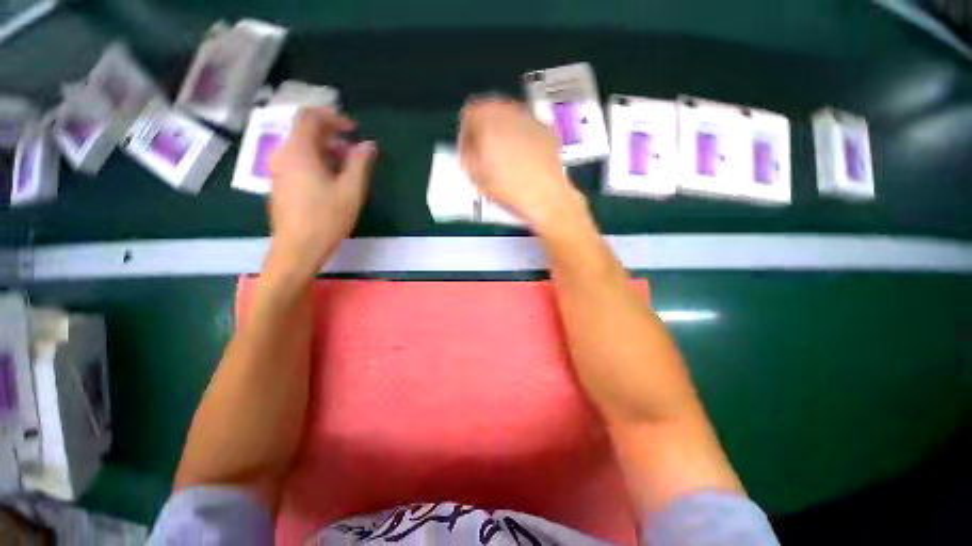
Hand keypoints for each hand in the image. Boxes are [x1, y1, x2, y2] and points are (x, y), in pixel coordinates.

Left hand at [267, 107, 375, 275]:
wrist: (298, 248)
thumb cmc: (327, 218)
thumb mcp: (351, 189)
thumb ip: (360, 162)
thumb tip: (368, 145)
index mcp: (298, 150)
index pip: (310, 116)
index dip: (333, 117)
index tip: (354, 130)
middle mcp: (283, 154)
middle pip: (305, 131)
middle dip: (332, 136)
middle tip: (354, 153)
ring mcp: (278, 169)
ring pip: (302, 147)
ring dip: (325, 150)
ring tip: (347, 168)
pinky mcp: (279, 182)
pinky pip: (297, 160)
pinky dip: (316, 161)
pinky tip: (332, 180)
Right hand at [458, 97, 585, 231]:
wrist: (545, 195)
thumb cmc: (513, 188)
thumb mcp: (477, 175)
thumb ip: (467, 156)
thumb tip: (468, 152)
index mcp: (488, 120)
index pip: (469, 114)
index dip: (465, 136)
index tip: (468, 150)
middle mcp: (510, 112)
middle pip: (489, 111)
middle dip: (484, 132)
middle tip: (483, 153)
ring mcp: (530, 119)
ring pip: (509, 118)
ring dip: (502, 134)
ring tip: (503, 158)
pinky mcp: (545, 130)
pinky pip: (526, 128)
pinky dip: (520, 139)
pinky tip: (521, 159)